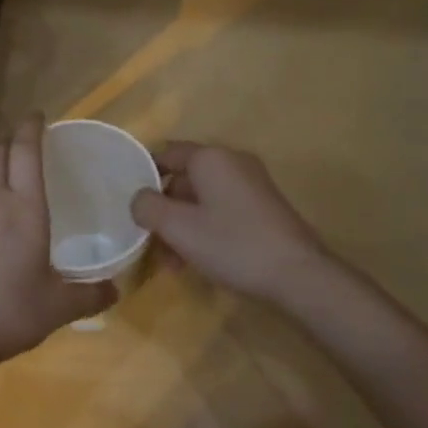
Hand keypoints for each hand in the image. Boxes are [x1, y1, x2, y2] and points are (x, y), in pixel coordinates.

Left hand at [0, 114, 115, 366]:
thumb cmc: (8, 313)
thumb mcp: (58, 308)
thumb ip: (90, 295)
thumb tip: (117, 289)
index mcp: (24, 209)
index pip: (25, 152)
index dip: (31, 128)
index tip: (37, 116)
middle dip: (8, 139)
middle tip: (23, 142)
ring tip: (9, 185)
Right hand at [130, 141, 335, 305]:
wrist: (298, 274)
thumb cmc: (232, 244)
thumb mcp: (179, 228)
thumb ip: (148, 207)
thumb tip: (139, 199)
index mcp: (210, 158)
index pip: (166, 153)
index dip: (143, 174)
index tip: (129, 203)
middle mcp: (232, 161)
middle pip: (184, 178)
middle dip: (164, 209)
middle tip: (151, 241)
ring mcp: (252, 183)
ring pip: (203, 197)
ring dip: (183, 224)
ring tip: (173, 262)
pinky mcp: (264, 205)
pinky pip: (223, 208)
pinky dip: (206, 227)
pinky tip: (199, 259)